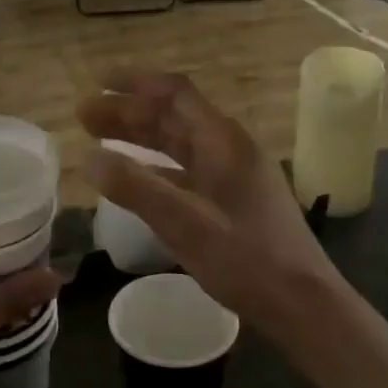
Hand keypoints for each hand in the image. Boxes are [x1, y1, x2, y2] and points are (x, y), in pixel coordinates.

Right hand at [79, 72, 345, 342]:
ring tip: (99, 139)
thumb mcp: (184, 223)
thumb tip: (88, 157)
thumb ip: (135, 188)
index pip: (175, 94)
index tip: (97, 84)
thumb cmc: (246, 260)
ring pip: (179, 142)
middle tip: (84, 117)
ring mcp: (233, 174)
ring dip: (140, 136)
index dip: (135, 84)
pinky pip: (186, 169)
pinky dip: (155, 166)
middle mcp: (229, 148)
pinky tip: (134, 177)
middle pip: (173, 116)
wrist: (303, 303)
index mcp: (223, 142)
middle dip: (128, 112)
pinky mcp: (233, 200)